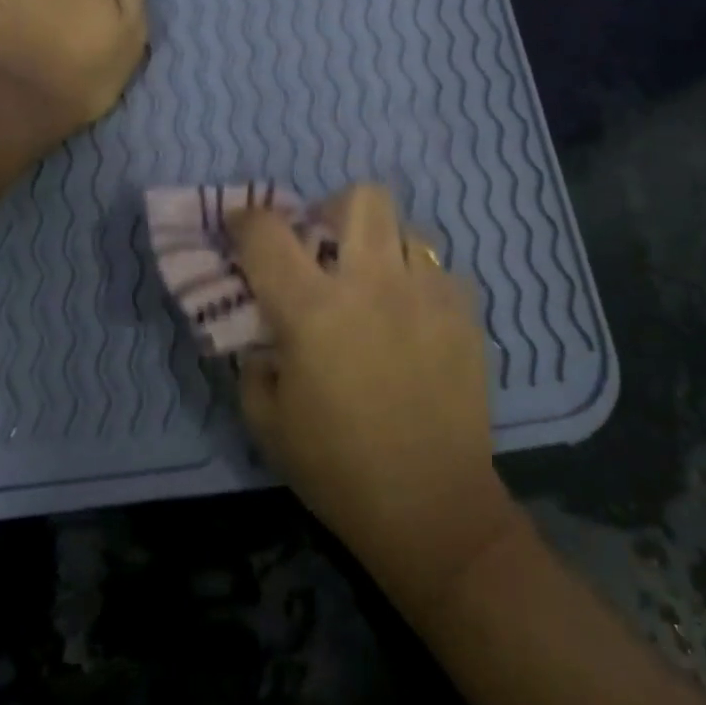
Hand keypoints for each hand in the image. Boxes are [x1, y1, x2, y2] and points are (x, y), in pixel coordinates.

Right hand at [228, 184, 520, 606]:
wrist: (431, 507)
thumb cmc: (337, 469)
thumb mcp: (267, 421)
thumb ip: (254, 362)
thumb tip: (264, 332)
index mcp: (312, 309)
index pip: (267, 233)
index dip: (245, 219)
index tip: (240, 225)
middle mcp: (372, 284)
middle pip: (361, 197)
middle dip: (334, 208)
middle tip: (326, 244)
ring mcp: (427, 293)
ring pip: (408, 228)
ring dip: (382, 246)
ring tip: (377, 283)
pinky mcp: (465, 313)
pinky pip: (440, 270)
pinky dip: (419, 281)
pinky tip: (414, 318)